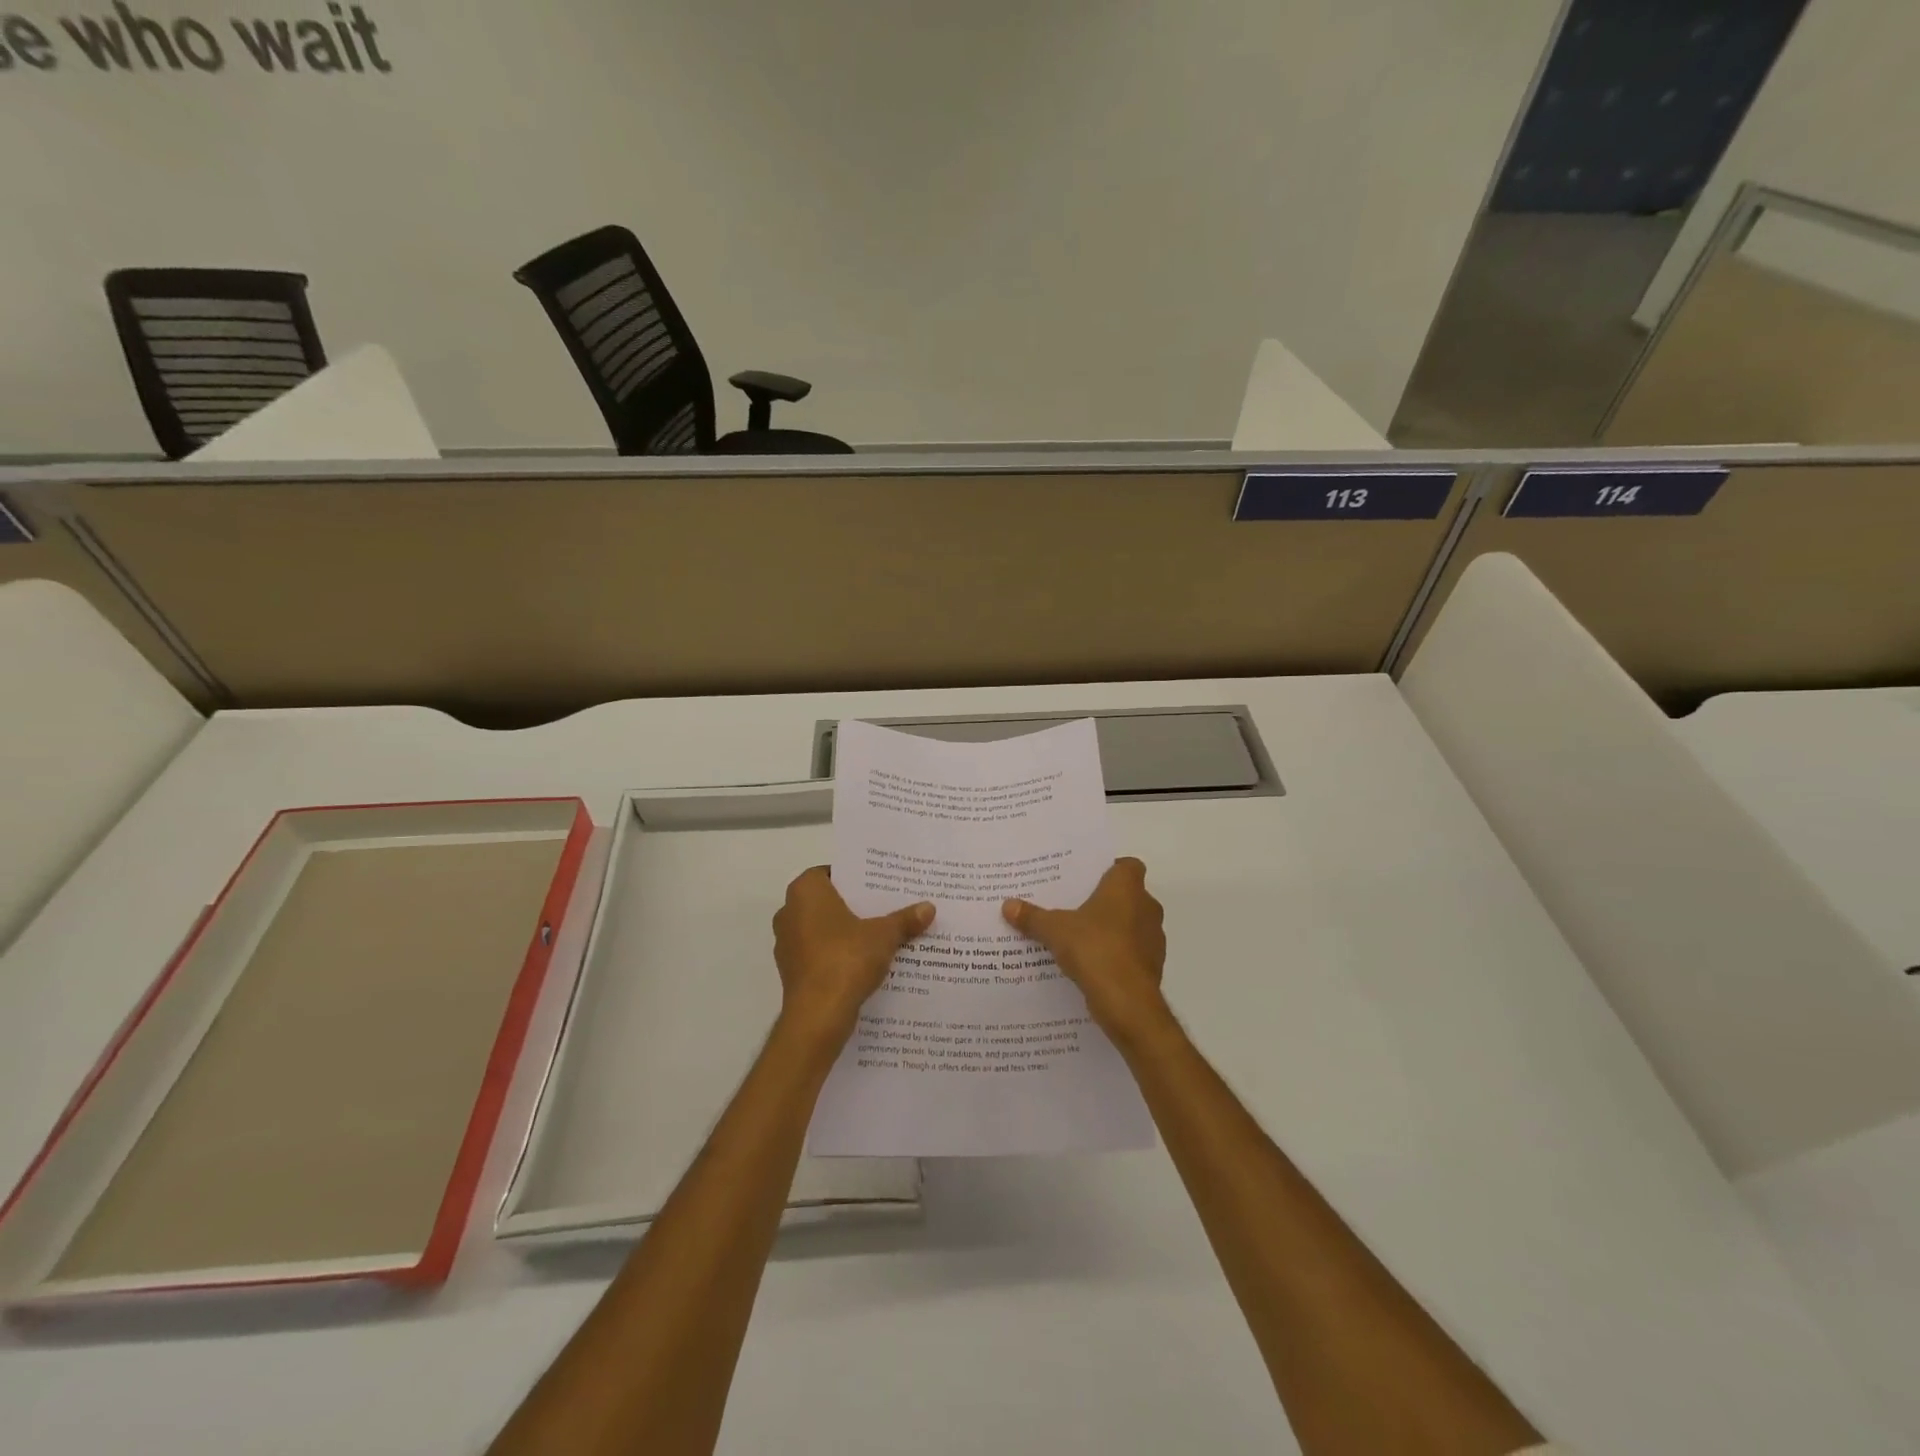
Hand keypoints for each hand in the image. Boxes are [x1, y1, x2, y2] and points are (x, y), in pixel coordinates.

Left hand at [773, 867, 933, 1043]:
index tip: (878, 885)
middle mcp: (789, 912)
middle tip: (885, 907)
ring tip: (880, 935)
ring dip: (846, 932)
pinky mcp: (792, 971)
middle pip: (827, 901)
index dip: (855, 878)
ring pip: (822, 929)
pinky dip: (837, 955)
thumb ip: (904, 919)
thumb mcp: (884, 935)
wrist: (818, 1015)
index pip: (830, 873)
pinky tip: (864, 963)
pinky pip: (819, 954)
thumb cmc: (846, 959)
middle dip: (854, 906)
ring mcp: (787, 944)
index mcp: (805, 891)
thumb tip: (929, 907)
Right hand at [1002, 857, 1167, 1041]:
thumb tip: (1007, 905)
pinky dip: (1117, 955)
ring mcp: (1153, 939)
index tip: (1088, 879)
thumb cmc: (1094, 948)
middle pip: (1128, 896)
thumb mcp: (1054, 930)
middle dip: (1106, 901)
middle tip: (1076, 906)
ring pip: (1132, 925)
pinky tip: (1092, 964)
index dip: (1111, 869)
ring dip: (1113, 929)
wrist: (1126, 1001)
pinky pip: (1132, 952)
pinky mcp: (1152, 966)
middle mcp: (1147, 907)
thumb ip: (1033, 917)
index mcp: (1127, 887)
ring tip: (1081, 937)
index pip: (1128, 866)